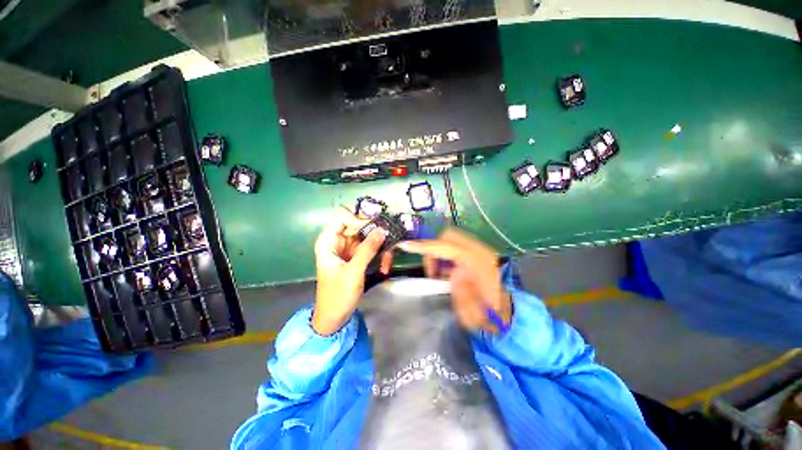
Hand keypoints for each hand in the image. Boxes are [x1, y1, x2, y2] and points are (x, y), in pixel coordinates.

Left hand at [312, 208, 386, 335]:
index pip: (342, 217)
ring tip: (388, 261)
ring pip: (367, 237)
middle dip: (375, 234)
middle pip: (358, 226)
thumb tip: (381, 230)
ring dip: (379, 247)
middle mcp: (338, 241)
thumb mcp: (353, 271)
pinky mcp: (356, 256)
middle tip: (389, 241)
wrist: (334, 317)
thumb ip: (367, 249)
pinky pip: (370, 248)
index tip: (376, 226)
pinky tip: (385, 267)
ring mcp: (348, 249)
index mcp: (329, 242)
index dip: (359, 218)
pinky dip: (379, 255)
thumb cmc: (338, 295)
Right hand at [398, 228, 511, 332]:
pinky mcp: (473, 249)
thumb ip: (463, 296)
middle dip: (432, 250)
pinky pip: (451, 244)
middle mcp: (480, 250)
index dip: (426, 247)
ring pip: (447, 239)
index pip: (449, 248)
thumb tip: (452, 273)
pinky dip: (442, 254)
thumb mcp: (475, 316)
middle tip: (432, 273)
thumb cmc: (490, 315)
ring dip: (437, 253)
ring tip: (438, 274)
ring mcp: (477, 247)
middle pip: (447, 236)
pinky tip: (445, 271)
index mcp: (481, 264)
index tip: (405, 246)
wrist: (504, 308)